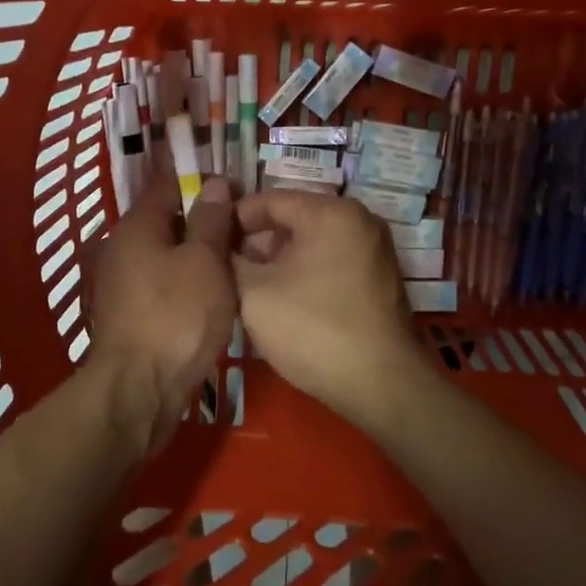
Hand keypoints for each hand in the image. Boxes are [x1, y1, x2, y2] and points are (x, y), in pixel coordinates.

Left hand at [88, 172, 236, 456]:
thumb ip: (211, 220)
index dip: (203, 182)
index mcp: (137, 226)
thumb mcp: (205, 262)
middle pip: (167, 220)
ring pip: (166, 254)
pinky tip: (213, 294)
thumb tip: (215, 184)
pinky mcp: (130, 314)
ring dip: (197, 255)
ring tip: (236, 262)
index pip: (169, 184)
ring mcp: (122, 284)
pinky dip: (186, 282)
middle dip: (204, 220)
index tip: (238, 191)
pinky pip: (163, 283)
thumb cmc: (176, 317)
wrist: (138, 390)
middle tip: (245, 230)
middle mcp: (122, 248)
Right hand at [232, 190, 431, 427]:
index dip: (231, 219)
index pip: (268, 199)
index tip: (206, 242)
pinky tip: (282, 303)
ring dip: (278, 262)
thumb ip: (228, 260)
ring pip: (311, 244)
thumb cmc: (311, 329)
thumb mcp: (253, 292)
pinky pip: (331, 263)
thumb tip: (218, 248)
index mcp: (331, 212)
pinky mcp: (378, 280)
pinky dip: (304, 274)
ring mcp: (374, 250)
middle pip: (292, 219)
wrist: (379, 386)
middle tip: (224, 270)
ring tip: (247, 289)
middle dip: (255, 243)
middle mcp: (359, 220)